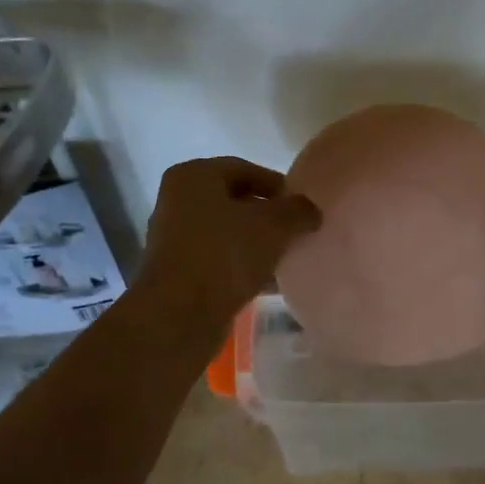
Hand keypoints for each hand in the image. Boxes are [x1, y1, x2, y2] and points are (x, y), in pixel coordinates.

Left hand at [135, 157, 320, 326]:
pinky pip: (219, 260)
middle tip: (297, 231)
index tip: (302, 205)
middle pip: (234, 201)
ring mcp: (174, 238)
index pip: (244, 169)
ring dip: (256, 243)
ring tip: (287, 257)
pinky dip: (242, 266)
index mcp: (193, 176)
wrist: (179, 314)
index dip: (277, 185)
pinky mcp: (178, 271)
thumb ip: (298, 210)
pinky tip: (268, 282)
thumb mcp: (274, 225)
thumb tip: (310, 210)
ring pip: (227, 233)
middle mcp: (178, 201)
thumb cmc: (225, 253)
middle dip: (267, 216)